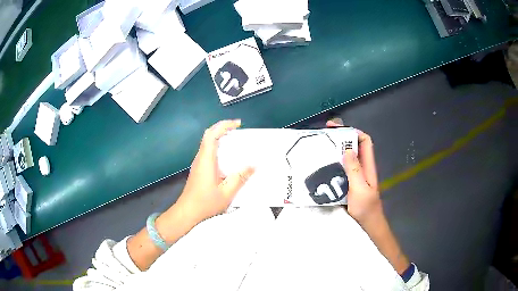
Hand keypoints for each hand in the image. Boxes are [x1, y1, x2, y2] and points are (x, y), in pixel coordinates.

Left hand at [175, 119, 254, 225]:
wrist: (187, 212)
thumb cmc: (205, 203)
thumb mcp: (227, 193)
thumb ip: (240, 178)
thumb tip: (254, 165)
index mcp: (206, 160)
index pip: (212, 135)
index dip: (224, 125)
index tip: (237, 124)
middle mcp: (201, 158)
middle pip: (208, 135)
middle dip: (222, 128)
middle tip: (238, 129)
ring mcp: (198, 163)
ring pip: (207, 142)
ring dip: (219, 136)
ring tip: (235, 140)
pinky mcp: (198, 168)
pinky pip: (208, 151)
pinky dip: (217, 146)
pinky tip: (227, 156)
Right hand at [326, 119, 380, 222]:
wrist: (367, 226)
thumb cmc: (366, 209)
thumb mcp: (360, 189)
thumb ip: (355, 170)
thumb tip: (347, 149)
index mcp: (368, 166)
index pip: (365, 141)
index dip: (354, 132)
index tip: (337, 129)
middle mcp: (362, 168)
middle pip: (354, 147)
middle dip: (341, 138)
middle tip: (323, 135)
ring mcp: (355, 176)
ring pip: (346, 157)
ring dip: (335, 150)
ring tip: (320, 148)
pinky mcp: (348, 184)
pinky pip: (340, 169)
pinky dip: (332, 164)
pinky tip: (322, 166)